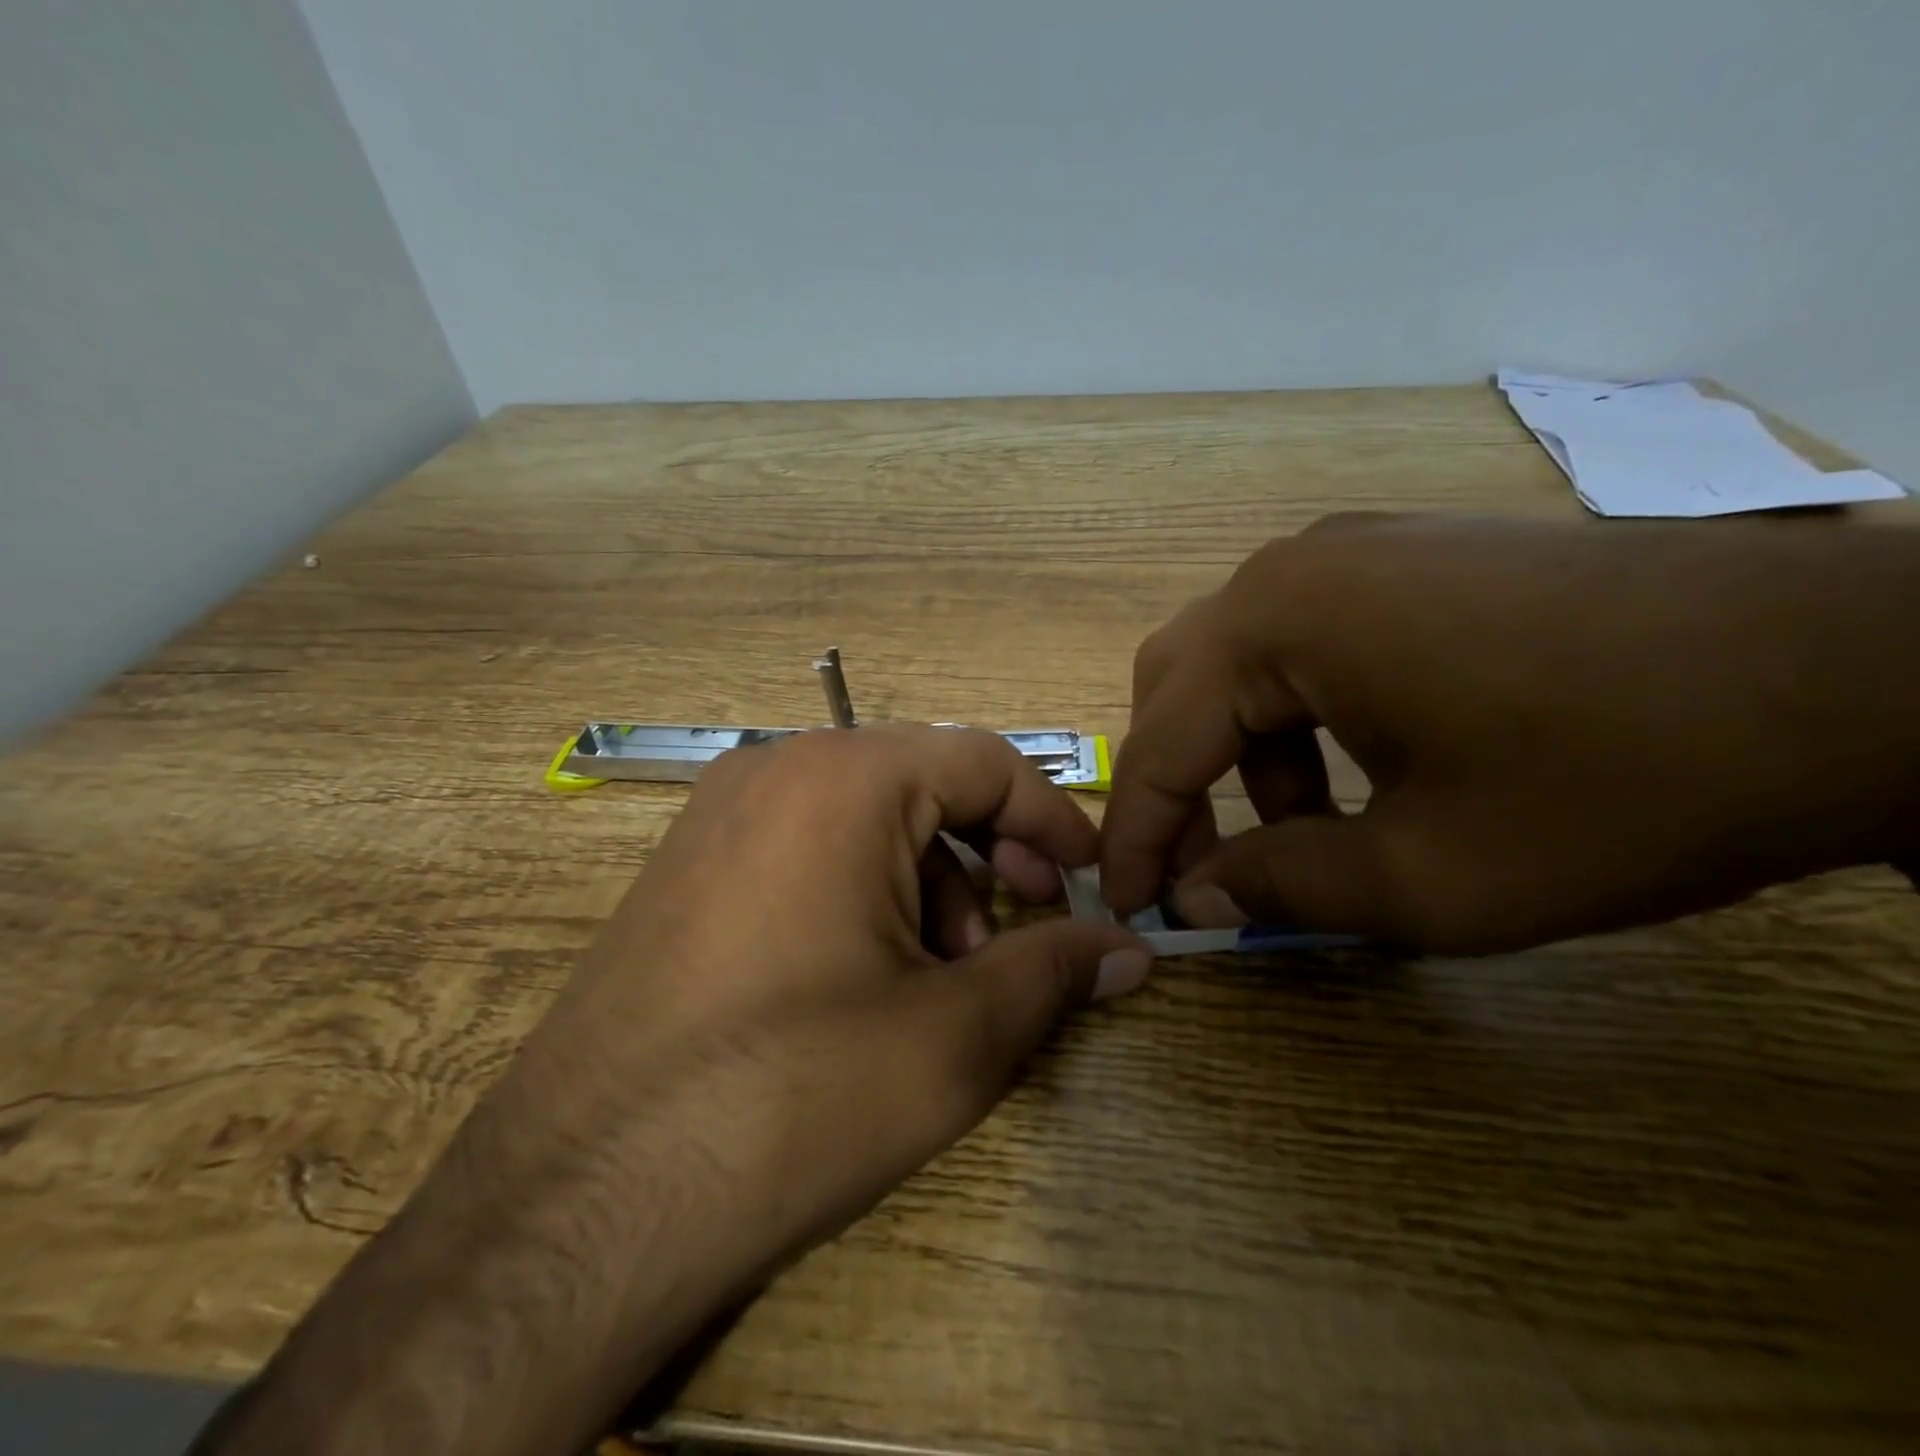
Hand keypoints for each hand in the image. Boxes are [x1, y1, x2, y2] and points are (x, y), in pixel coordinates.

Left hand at [202, 725, 1150, 1455]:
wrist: (578, 1202)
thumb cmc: (792, 1094)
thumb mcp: (955, 1036)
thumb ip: (1057, 971)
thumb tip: (1134, 949)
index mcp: (844, 776)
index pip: (985, 761)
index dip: (1051, 818)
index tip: (1090, 879)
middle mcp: (775, 768)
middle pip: (922, 786)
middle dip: (987, 857)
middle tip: (1016, 936)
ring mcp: (719, 813)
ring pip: (864, 819)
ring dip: (926, 882)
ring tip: (939, 975)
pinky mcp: (688, 865)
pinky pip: (805, 846)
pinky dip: (861, 892)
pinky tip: (864, 976)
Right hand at [1101, 512, 1919, 953]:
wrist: (1860, 671)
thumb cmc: (1623, 781)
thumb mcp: (1432, 876)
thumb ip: (1283, 887)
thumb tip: (1196, 896)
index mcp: (1277, 620)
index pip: (1161, 739)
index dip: (1136, 835)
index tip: (1127, 907)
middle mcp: (1292, 566)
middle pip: (1177, 684)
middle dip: (1173, 784)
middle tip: (1194, 868)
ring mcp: (1352, 550)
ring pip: (1236, 663)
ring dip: (1237, 753)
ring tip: (1297, 832)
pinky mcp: (1404, 559)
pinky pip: (1302, 642)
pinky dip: (1295, 717)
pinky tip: (1361, 770)